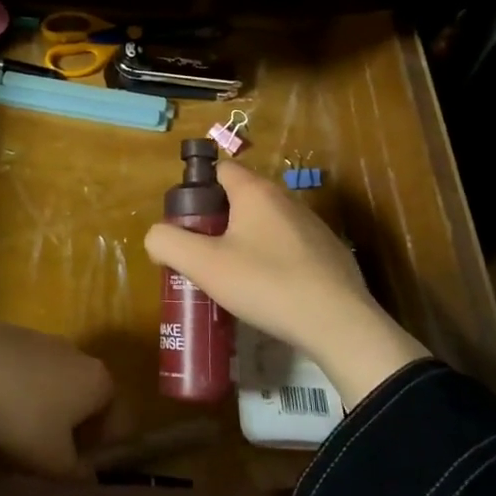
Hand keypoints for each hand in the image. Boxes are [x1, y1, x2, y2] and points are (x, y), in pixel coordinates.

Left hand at [0, 325, 113, 478]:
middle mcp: (75, 352)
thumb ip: (78, 473)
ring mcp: (40, 337)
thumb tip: (88, 477)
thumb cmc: (24, 421)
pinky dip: (14, 383)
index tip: (79, 465)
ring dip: (41, 401)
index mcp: (98, 380)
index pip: (115, 415)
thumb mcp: (54, 463)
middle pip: (83, 392)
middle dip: (71, 421)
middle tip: (48, 449)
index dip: (101, 445)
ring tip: (15, 427)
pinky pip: (20, 365)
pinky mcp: (7, 331)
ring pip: (50, 376)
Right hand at [142, 161, 428, 407]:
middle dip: (217, 221)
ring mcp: (313, 227)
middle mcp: (286, 200)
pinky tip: (267, 292)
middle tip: (201, 255)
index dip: (197, 191)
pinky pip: (289, 248)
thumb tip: (156, 236)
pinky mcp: (329, 254)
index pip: (220, 170)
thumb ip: (168, 243)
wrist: (339, 325)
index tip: (186, 224)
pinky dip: (272, 261)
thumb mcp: (203, 265)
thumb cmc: (266, 284)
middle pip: (241, 198)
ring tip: (231, 278)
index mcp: (256, 192)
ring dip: (245, 242)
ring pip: (265, 225)